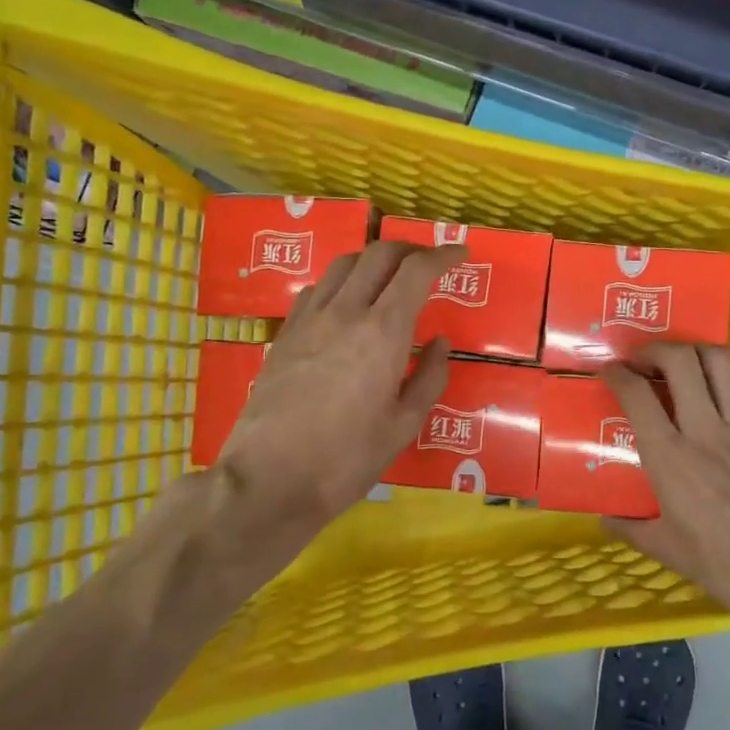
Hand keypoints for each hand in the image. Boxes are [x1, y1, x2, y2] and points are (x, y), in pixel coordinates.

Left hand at [214, 238, 461, 544]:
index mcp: (383, 333)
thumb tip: (440, 342)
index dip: (442, 255)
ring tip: (389, 277)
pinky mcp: (285, 333)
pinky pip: (317, 288)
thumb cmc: (346, 460)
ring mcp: (309, 319)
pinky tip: (347, 303)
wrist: (269, 480)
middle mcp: (346, 312)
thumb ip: (430, 378)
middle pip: (379, 254)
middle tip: (429, 262)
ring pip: (344, 264)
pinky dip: (342, 281)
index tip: (459, 254)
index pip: (416, 271)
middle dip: (410, 248)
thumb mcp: (403, 426)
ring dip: (373, 260)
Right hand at [602, 343, 729, 651]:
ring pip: (722, 362)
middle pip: (680, 362)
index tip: (610, 372)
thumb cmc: (725, 565)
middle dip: (656, 349)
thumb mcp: (668, 550)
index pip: (636, 395)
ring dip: (698, 351)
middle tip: (646, 360)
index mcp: (669, 457)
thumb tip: (605, 520)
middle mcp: (705, 430)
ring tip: (687, 361)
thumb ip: (632, 529)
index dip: (617, 374)